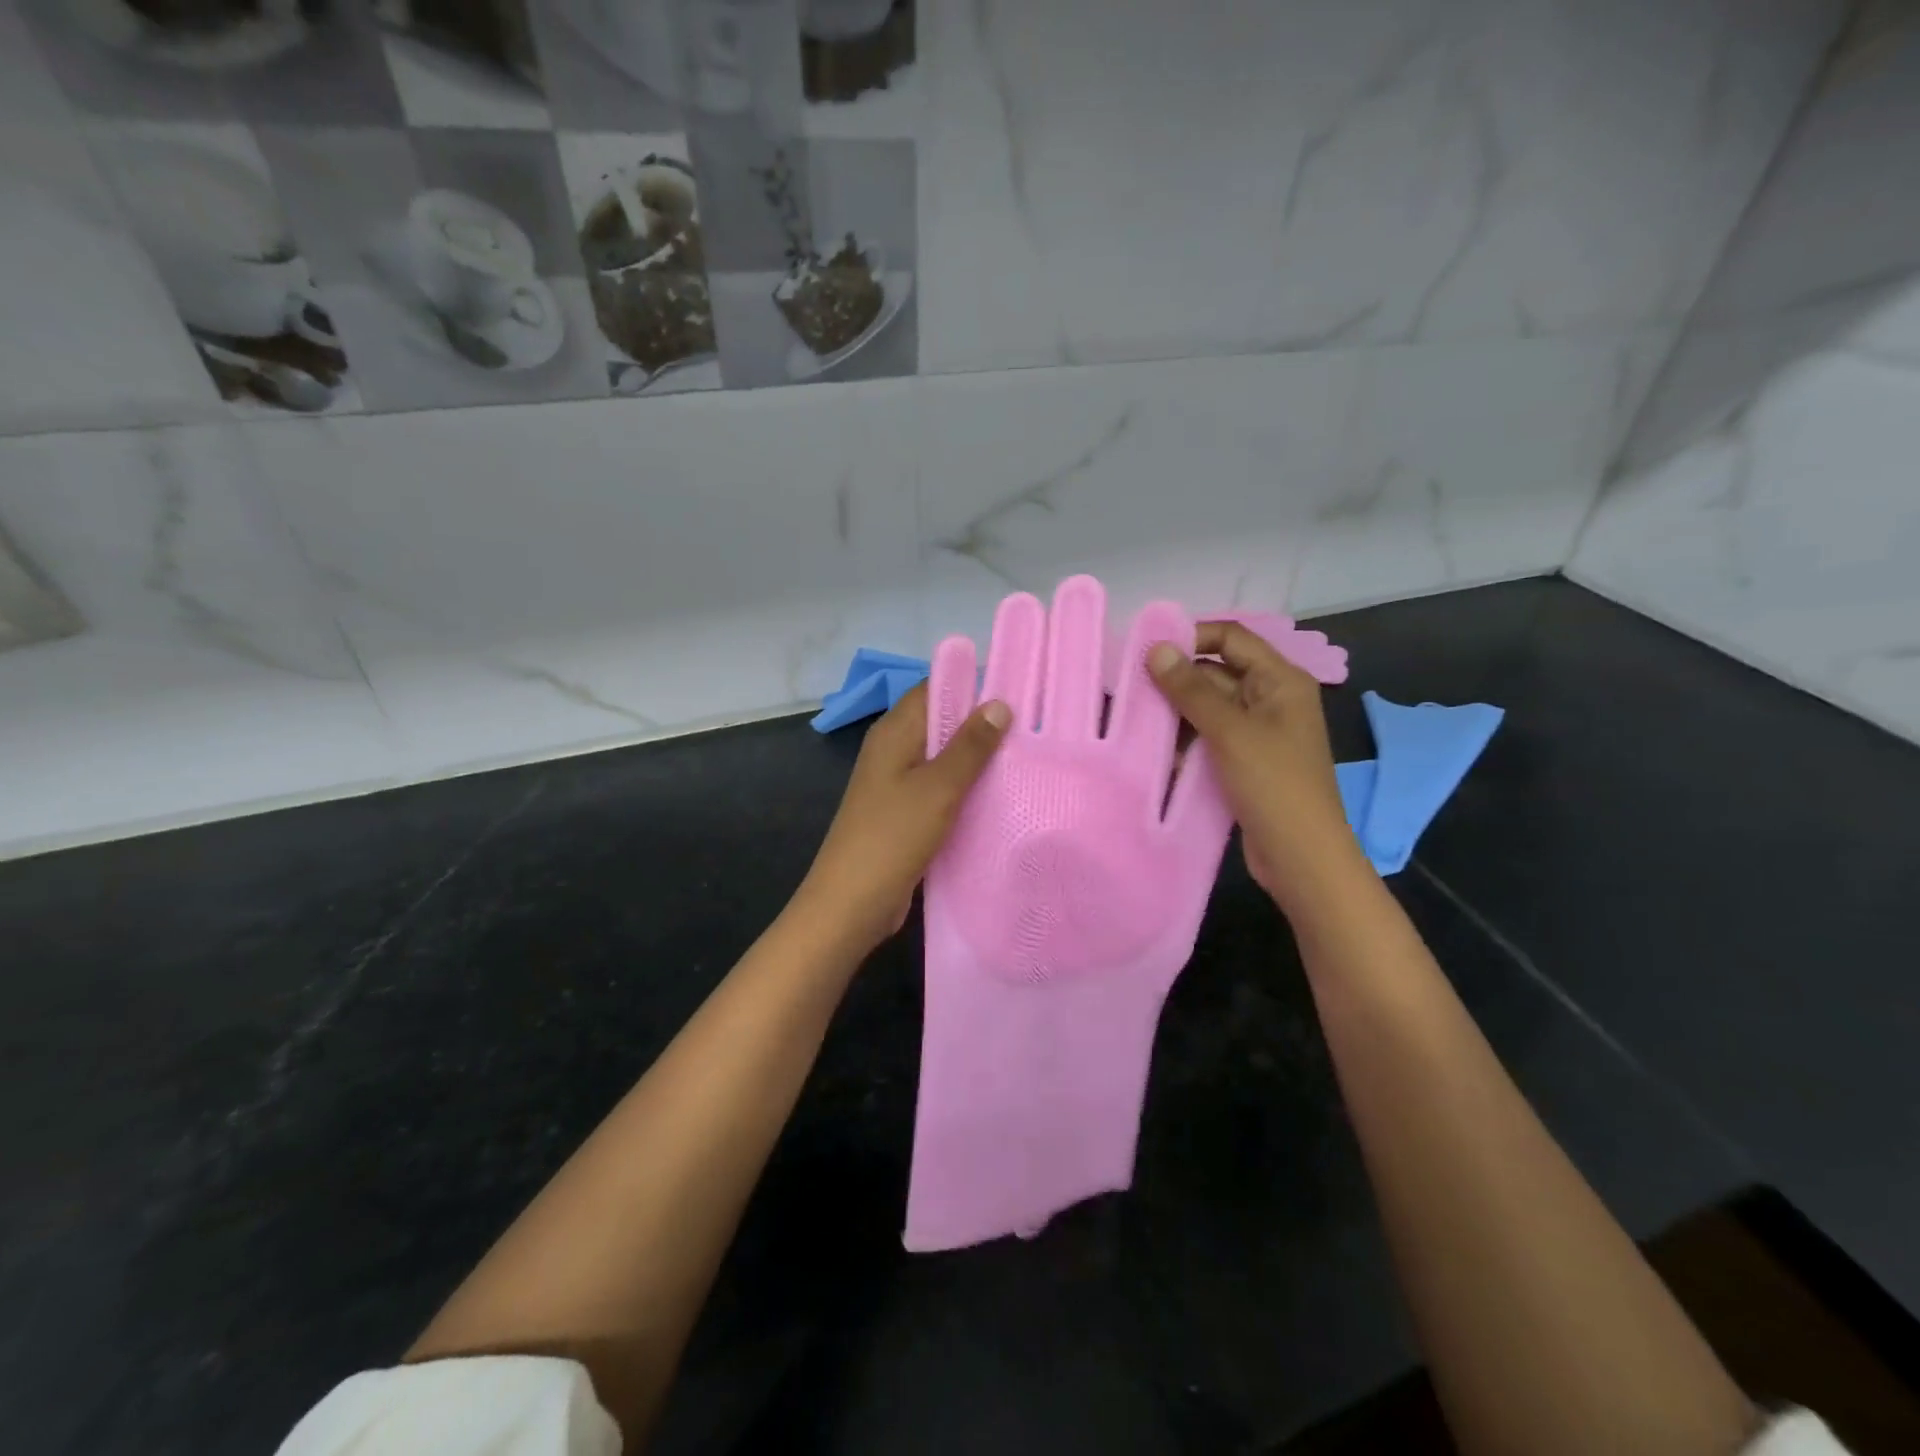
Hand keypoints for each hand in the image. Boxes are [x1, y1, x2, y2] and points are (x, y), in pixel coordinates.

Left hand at [797, 683, 1011, 953]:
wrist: (851, 904)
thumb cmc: (892, 836)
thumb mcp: (938, 787)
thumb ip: (970, 746)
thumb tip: (998, 703)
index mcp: (894, 732)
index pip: (934, 688)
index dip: (971, 685)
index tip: (1016, 692)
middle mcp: (893, 750)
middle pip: (941, 722)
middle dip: (981, 725)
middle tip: (1031, 730)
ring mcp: (897, 783)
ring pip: (943, 759)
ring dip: (976, 761)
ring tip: (1025, 760)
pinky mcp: (904, 813)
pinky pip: (940, 789)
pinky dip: (965, 790)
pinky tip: (998, 798)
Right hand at [1147, 621, 1365, 910]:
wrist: (1301, 856)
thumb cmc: (1273, 784)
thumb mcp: (1229, 731)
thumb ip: (1190, 689)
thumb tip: (1156, 648)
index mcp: (1280, 679)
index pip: (1231, 638)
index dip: (1191, 637)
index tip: (1147, 653)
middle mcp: (1270, 698)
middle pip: (1216, 672)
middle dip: (1176, 681)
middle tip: (1131, 690)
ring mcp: (1258, 731)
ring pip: (1208, 708)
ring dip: (1177, 714)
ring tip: (1137, 722)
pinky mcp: (1244, 760)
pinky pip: (1209, 737)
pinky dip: (1186, 741)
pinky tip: (1158, 753)